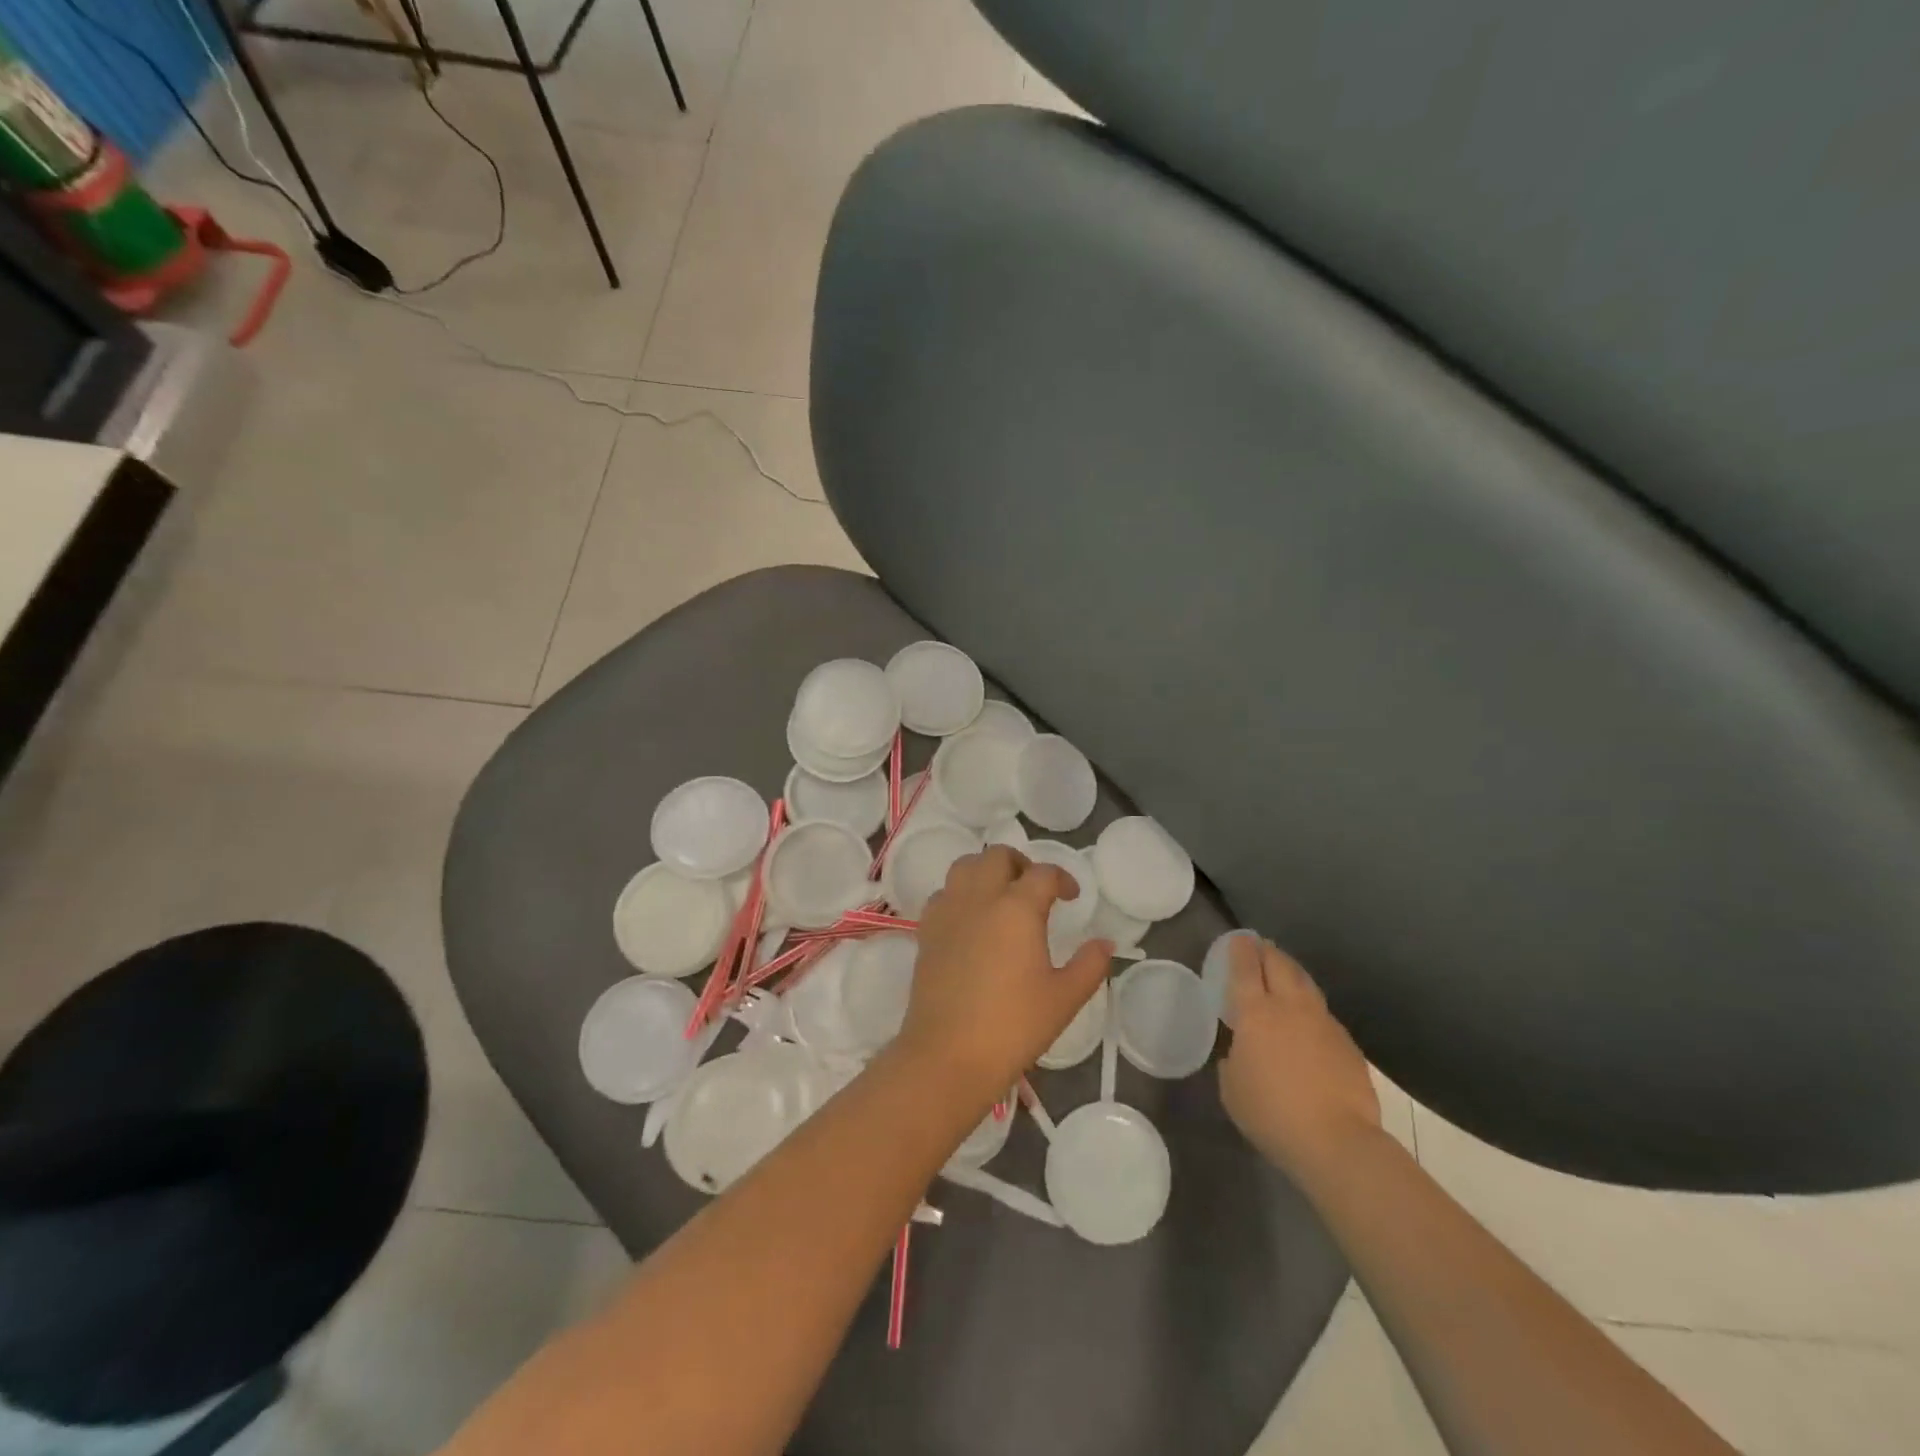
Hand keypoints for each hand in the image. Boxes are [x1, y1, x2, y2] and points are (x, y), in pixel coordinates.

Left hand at [896, 847, 1112, 1103]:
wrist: (949, 1053)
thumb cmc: (1013, 1025)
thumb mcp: (1064, 998)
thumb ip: (1089, 965)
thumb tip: (1105, 943)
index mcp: (1017, 908)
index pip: (1043, 874)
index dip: (1062, 879)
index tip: (1071, 897)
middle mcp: (980, 898)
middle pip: (998, 856)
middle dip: (1021, 864)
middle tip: (1034, 889)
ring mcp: (948, 911)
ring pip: (964, 867)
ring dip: (986, 871)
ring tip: (1001, 897)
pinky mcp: (926, 931)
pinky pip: (943, 894)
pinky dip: (960, 894)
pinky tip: (971, 920)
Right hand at [1219, 937, 1380, 1180]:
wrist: (1337, 1141)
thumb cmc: (1271, 1113)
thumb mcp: (1232, 1087)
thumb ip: (1233, 1059)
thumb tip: (1241, 1050)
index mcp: (1255, 1013)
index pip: (1245, 968)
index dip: (1239, 950)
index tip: (1237, 939)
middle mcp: (1290, 1007)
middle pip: (1279, 965)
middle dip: (1267, 951)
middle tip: (1259, 947)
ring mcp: (1323, 1022)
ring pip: (1305, 983)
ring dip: (1291, 971)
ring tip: (1283, 971)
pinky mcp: (1347, 1043)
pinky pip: (1323, 1013)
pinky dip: (1310, 1006)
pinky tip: (1307, 1020)